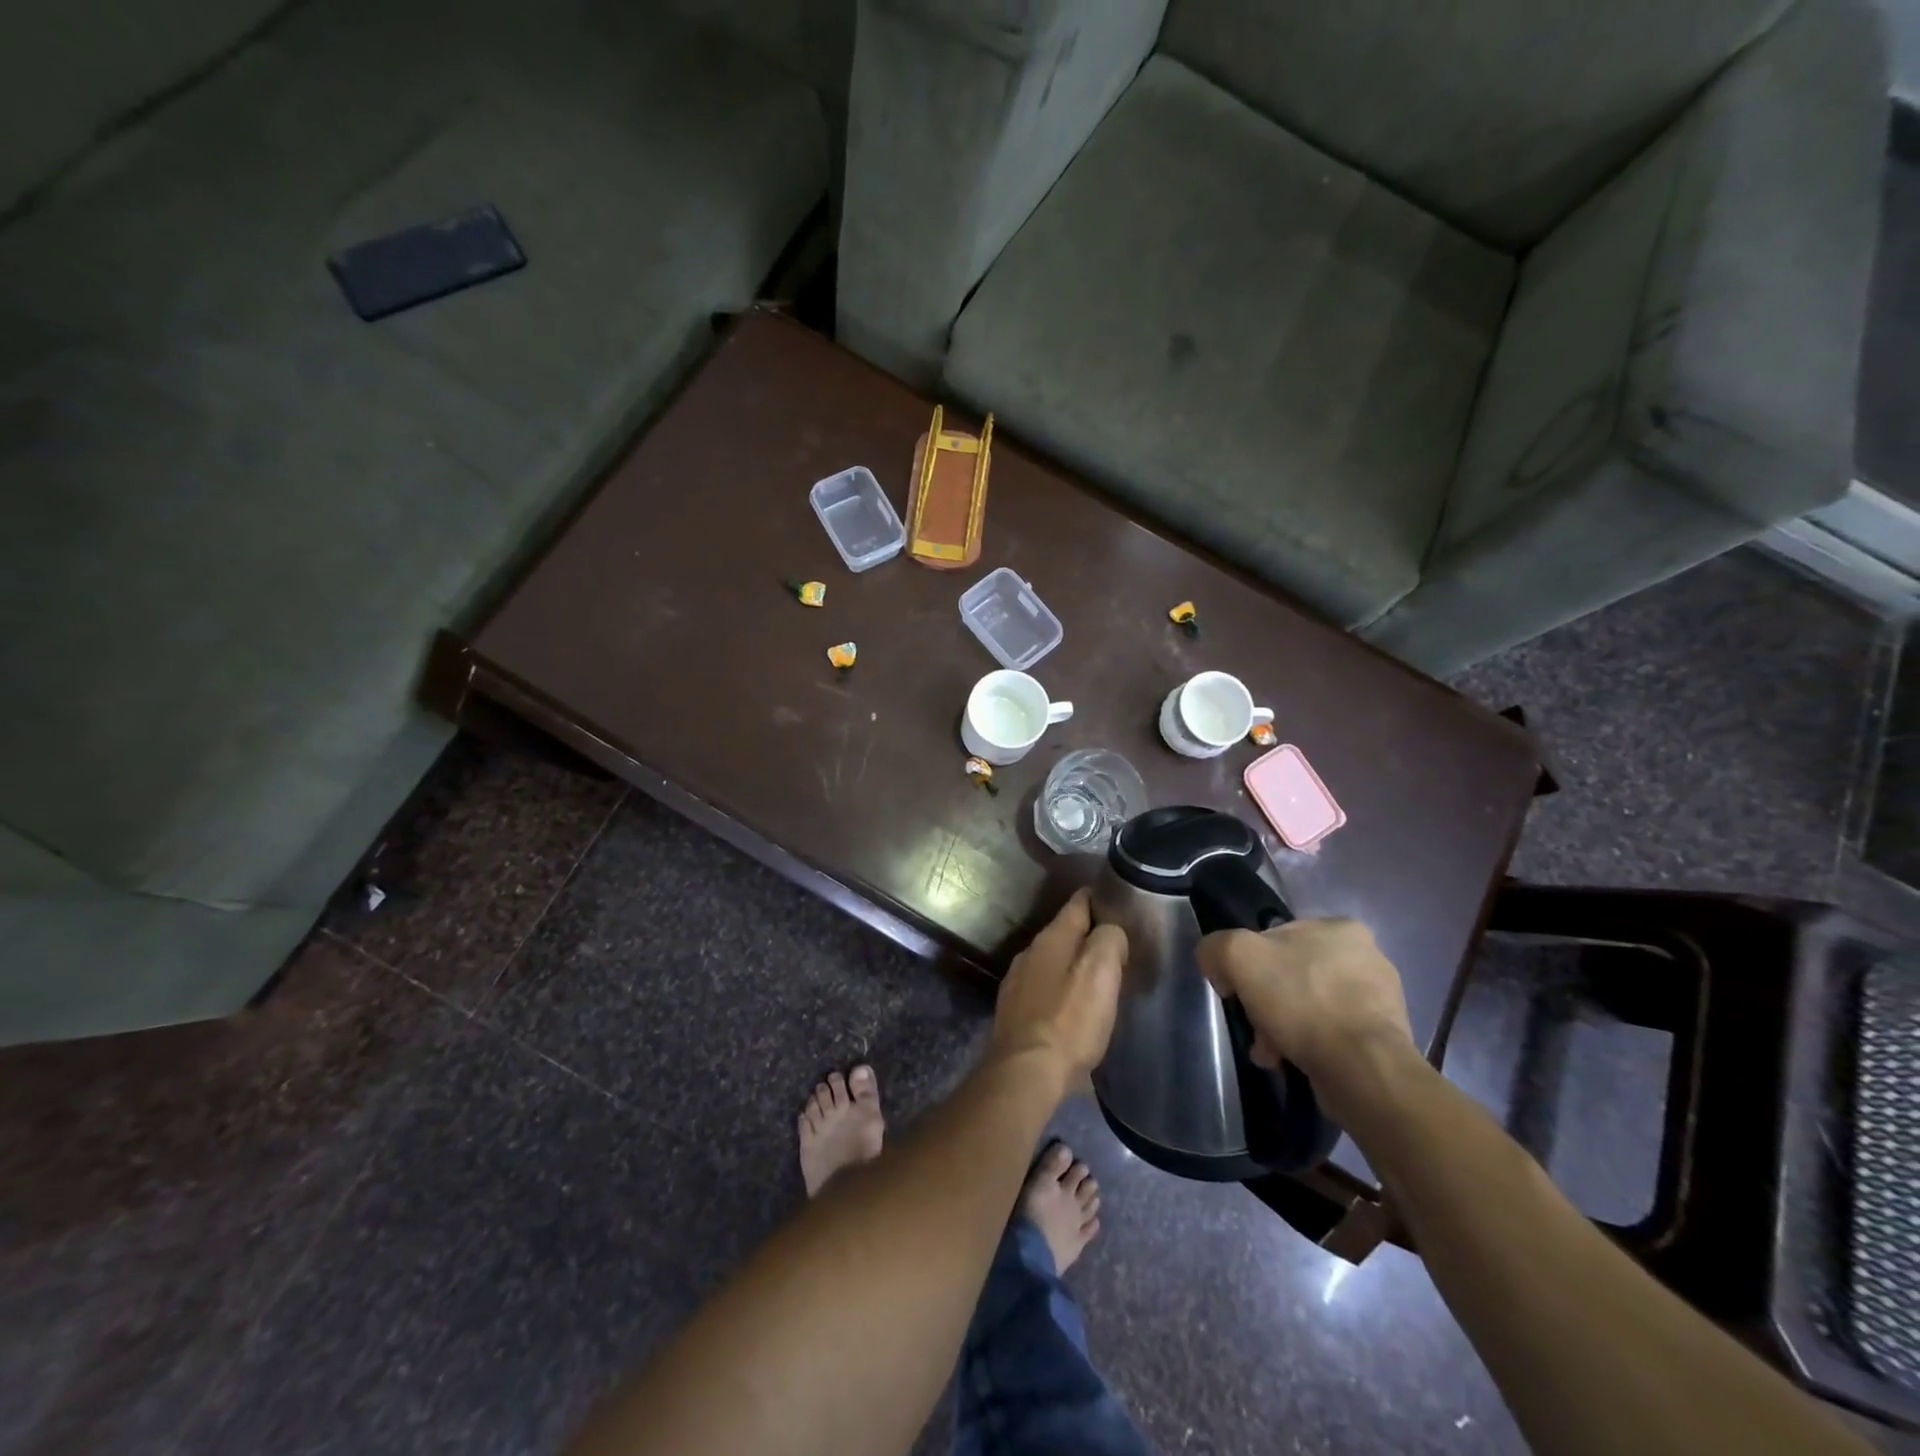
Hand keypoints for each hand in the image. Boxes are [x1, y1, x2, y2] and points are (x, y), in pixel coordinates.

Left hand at [993, 890, 1126, 1084]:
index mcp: (1052, 938)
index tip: (1118, 903)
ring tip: (1098, 980)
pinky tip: (1072, 1008)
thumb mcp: (1101, 972)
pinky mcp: (1014, 1011)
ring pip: (1052, 962)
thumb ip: (1109, 940)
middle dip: (1088, 937)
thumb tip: (1110, 931)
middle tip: (1116, 950)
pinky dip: (1060, 991)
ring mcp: (1017, 982)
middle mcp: (1030, 952)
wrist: (1026, 1072)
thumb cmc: (1069, 1020)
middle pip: (1064, 934)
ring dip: (1073, 966)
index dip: (1098, 899)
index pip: (1078, 903)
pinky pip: (1043, 989)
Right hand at [1196, 919, 1416, 1105]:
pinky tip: (1293, 1062)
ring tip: (1271, 1053)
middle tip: (1255, 1027)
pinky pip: (1330, 1035)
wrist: (1362, 1070)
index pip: (1275, 937)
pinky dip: (1308, 1047)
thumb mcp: (1238, 956)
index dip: (1247, 963)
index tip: (1237, 991)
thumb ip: (1216, 948)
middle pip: (1291, 975)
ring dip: (1283, 1028)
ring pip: (1309, 1007)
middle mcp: (1366, 957)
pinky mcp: (1383, 1039)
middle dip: (1266, 1003)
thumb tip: (1216, 964)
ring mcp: (1379, 1001)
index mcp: (1340, 928)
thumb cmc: (1302, 1001)